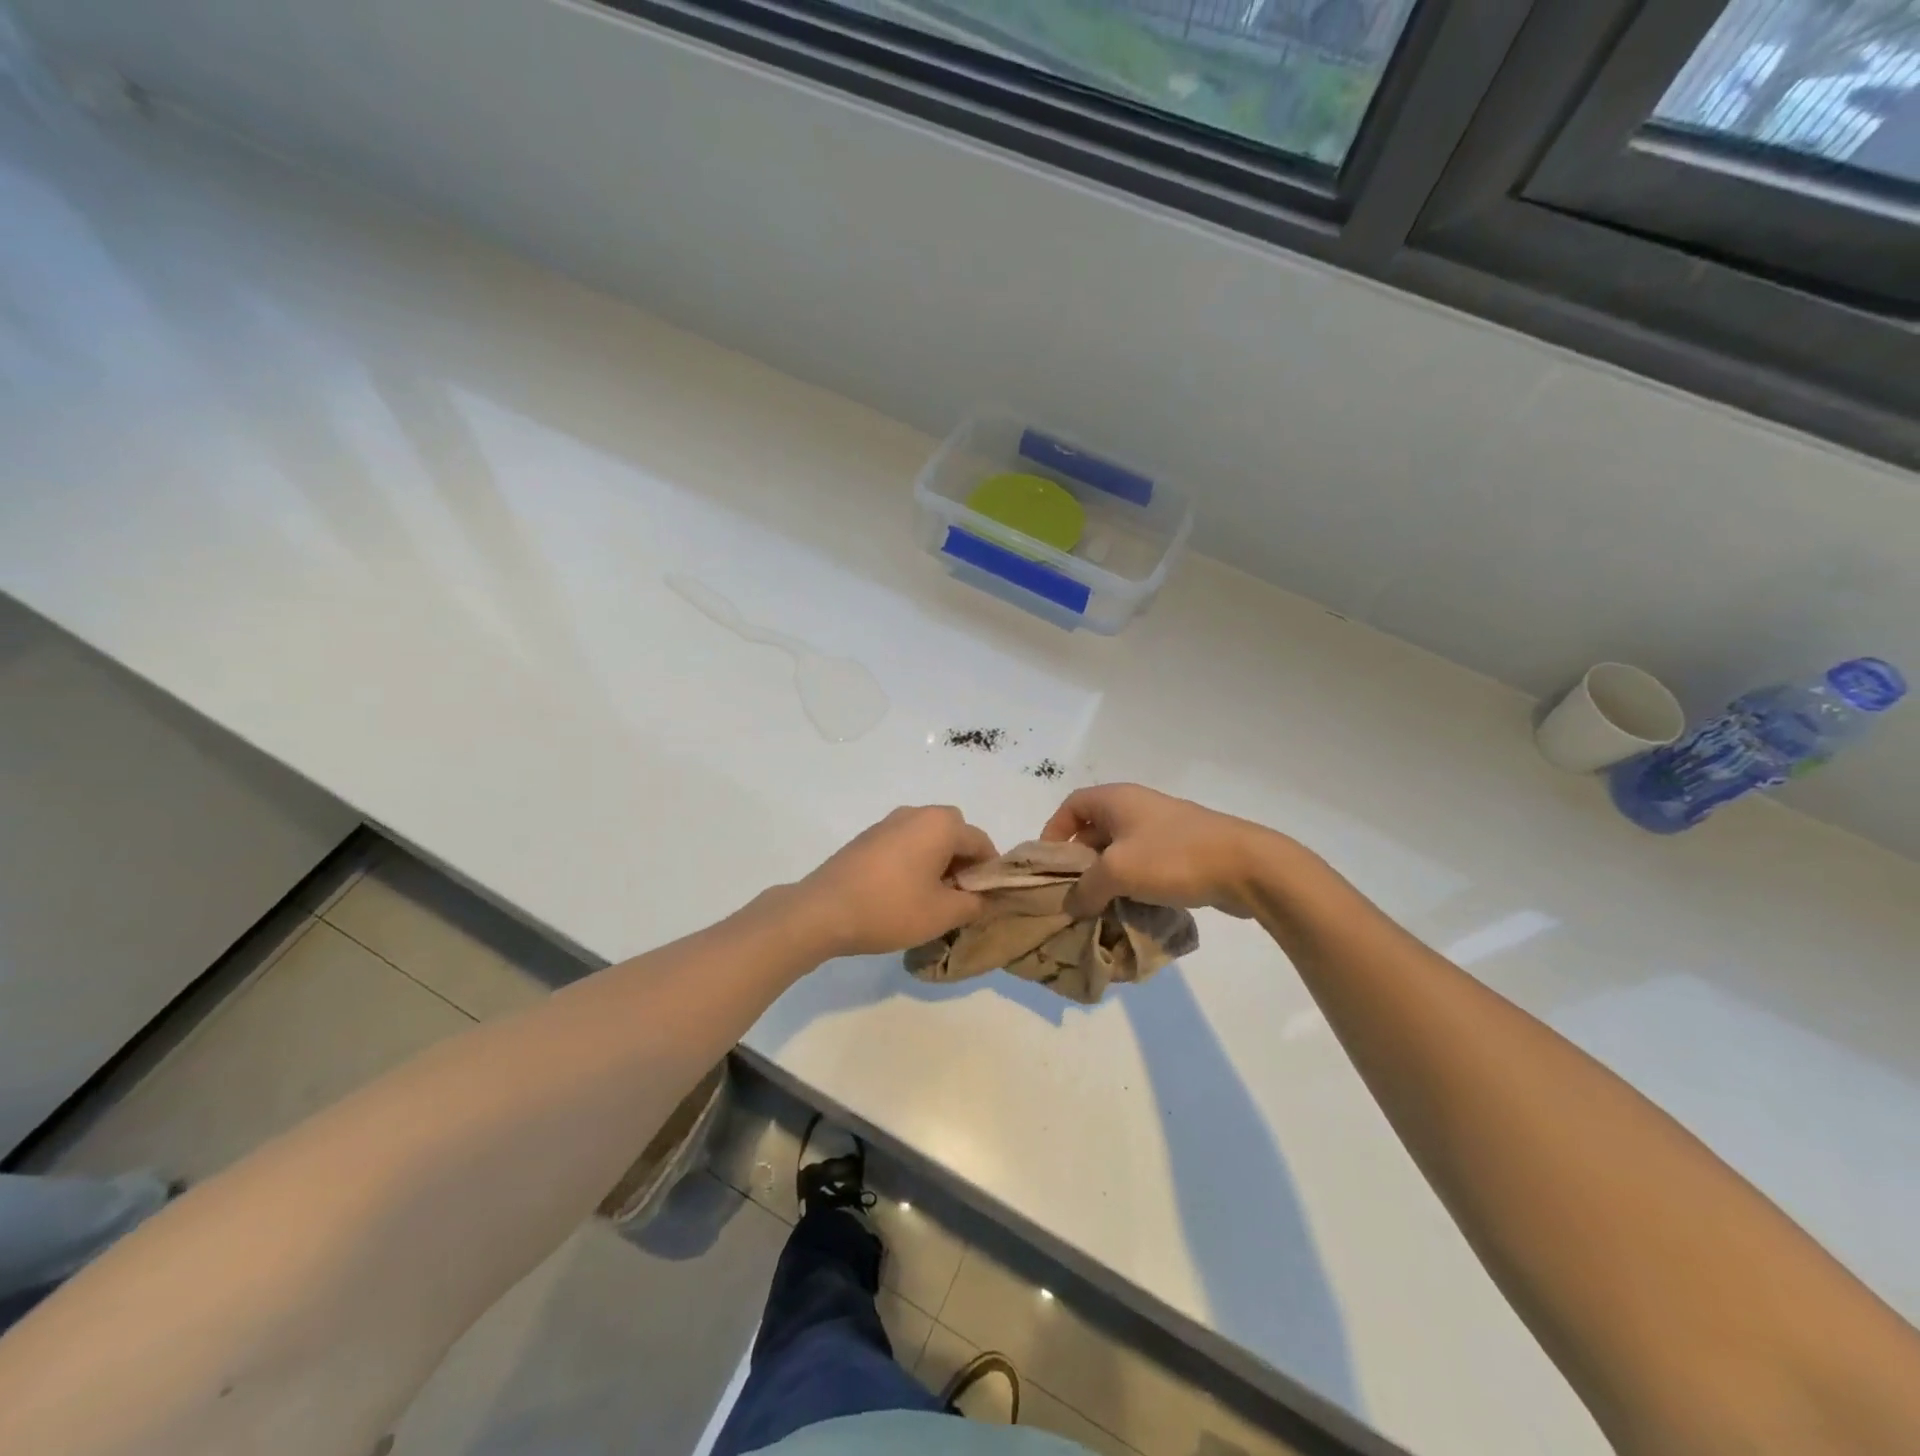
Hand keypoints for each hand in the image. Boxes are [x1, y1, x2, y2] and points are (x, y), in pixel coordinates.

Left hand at [796, 806, 996, 956]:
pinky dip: (914, 861)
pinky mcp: (868, 837)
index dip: (990, 872)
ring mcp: (888, 822)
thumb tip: (984, 898)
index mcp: (941, 824)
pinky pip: (905, 843)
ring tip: (931, 898)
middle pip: (955, 833)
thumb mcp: (943, 914)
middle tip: (959, 897)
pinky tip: (903, 892)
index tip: (985, 900)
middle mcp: (916, 813)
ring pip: (928, 838)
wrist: (822, 911)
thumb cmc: (890, 908)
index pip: (981, 842)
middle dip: (963, 862)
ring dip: (938, 861)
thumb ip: (974, 903)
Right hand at [1040, 783, 1277, 917]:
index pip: (1071, 806)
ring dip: (1106, 879)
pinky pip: (1144, 866)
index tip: (1049, 867)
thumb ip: (1085, 888)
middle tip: (1071, 896)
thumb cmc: (1172, 857)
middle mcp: (1136, 808)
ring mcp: (1162, 829)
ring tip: (1097, 909)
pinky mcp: (1183, 852)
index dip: (1054, 832)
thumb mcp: (1117, 871)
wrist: (1245, 866)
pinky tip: (1130, 910)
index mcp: (1116, 799)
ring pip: (1119, 852)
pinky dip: (1132, 885)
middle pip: (1093, 831)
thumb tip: (1072, 904)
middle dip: (1079, 864)